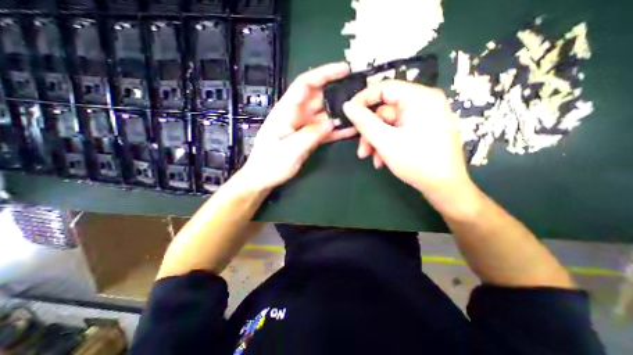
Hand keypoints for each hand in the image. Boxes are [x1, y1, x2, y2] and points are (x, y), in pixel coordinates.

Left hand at [239, 63, 355, 190]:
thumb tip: (331, 122)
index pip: (305, 85)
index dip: (324, 74)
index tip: (344, 69)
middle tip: (359, 95)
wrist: (263, 178)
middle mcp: (296, 115)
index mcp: (286, 111)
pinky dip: (336, 130)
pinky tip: (351, 130)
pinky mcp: (308, 137)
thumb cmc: (270, 164)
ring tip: (360, 113)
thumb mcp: (290, 150)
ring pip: (324, 114)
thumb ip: (310, 134)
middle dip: (338, 92)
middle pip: (319, 97)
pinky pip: (324, 130)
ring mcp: (303, 126)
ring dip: (340, 113)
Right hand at [344, 80, 476, 216]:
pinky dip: (387, 145)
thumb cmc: (416, 161)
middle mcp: (423, 103)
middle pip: (384, 112)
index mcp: (419, 98)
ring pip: (388, 125)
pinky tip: (382, 161)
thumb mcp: (385, 141)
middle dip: (370, 133)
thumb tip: (347, 106)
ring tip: (372, 159)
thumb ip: (364, 122)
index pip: (384, 88)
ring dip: (376, 142)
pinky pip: (397, 132)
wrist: (444, 187)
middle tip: (361, 151)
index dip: (362, 100)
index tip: (348, 115)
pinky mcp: (422, 130)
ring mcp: (423, 118)